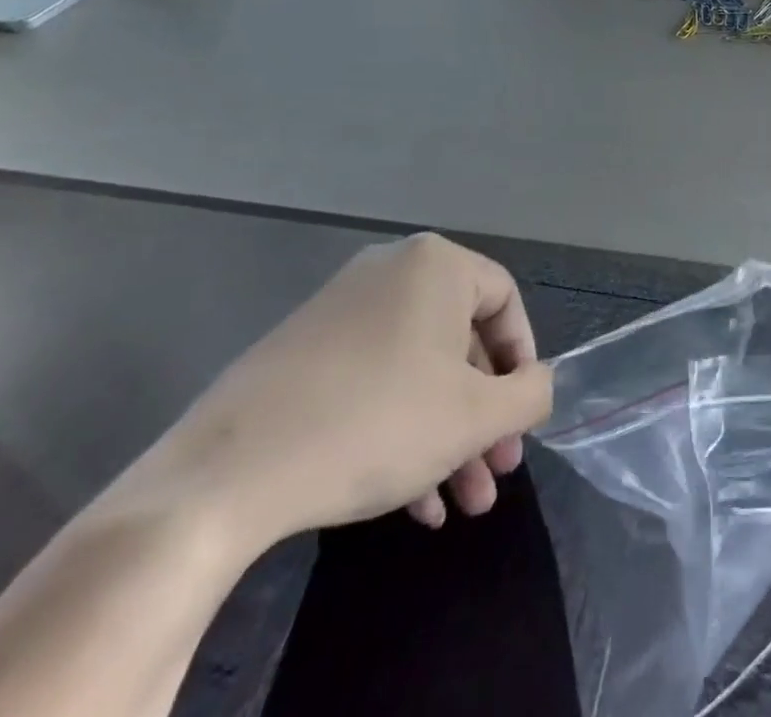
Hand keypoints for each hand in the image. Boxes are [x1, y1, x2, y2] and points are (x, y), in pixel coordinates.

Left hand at [136, 234, 553, 552]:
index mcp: (436, 265)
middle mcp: (391, 272)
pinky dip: (400, 432)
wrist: (228, 471)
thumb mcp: (475, 416)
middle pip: (459, 342)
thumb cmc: (377, 422)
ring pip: (417, 372)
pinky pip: (374, 382)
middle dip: (483, 415)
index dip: (523, 361)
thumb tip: (541, 384)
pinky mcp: (304, 353)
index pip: (505, 301)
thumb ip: (530, 394)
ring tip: (461, 506)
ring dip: (446, 437)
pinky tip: (413, 504)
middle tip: (496, 472)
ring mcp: (342, 311)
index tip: (522, 418)